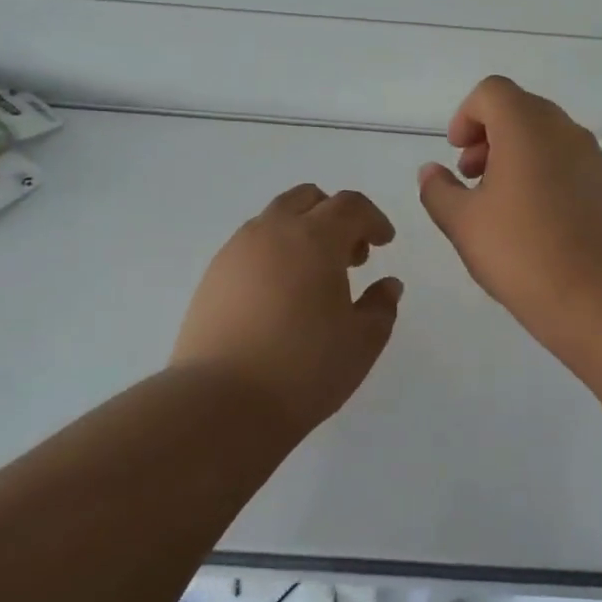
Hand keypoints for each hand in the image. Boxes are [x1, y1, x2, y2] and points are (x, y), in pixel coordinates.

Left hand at [172, 184, 403, 430]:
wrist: (221, 403)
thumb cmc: (304, 369)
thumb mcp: (362, 342)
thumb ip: (381, 306)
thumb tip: (388, 285)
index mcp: (315, 238)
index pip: (350, 206)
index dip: (373, 219)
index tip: (384, 243)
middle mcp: (273, 231)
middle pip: (308, 199)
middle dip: (335, 217)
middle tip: (351, 257)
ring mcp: (236, 250)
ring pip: (275, 219)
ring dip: (302, 232)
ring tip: (314, 279)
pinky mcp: (213, 275)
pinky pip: (251, 245)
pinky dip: (274, 253)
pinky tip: (279, 296)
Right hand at [417, 76, 601, 336]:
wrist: (598, 295)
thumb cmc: (521, 251)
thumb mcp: (462, 222)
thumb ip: (438, 190)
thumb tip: (430, 171)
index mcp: (526, 127)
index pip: (492, 91)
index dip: (466, 116)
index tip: (456, 154)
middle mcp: (563, 130)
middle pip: (519, 109)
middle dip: (487, 135)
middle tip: (471, 177)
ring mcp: (590, 156)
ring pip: (544, 135)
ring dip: (514, 154)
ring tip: (497, 202)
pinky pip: (565, 159)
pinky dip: (541, 171)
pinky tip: (530, 218)